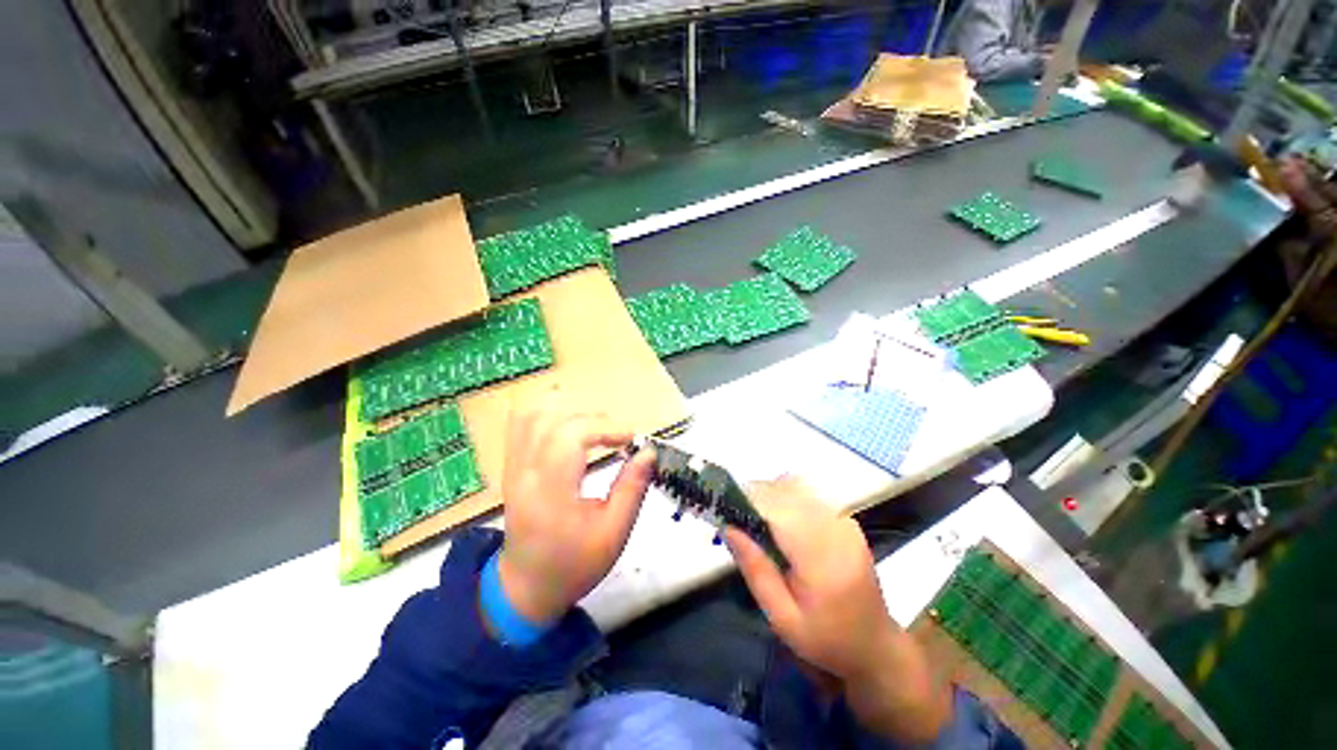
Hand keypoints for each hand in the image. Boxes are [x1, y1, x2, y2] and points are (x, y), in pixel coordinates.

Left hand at [496, 386, 654, 624]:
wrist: (527, 587)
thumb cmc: (574, 565)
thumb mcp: (614, 533)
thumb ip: (632, 488)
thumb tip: (647, 451)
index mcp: (551, 492)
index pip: (571, 436)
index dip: (605, 427)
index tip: (630, 439)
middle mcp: (526, 473)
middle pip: (555, 421)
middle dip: (594, 419)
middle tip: (617, 436)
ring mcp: (514, 467)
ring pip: (533, 416)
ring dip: (569, 411)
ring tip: (595, 425)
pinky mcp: (512, 467)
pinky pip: (521, 425)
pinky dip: (545, 412)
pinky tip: (565, 416)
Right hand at [726, 476, 950, 741]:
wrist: (875, 646)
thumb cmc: (825, 640)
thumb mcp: (782, 618)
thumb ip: (756, 570)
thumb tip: (729, 527)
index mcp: (822, 558)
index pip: (779, 510)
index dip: (749, 501)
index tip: (726, 508)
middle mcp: (837, 530)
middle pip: (786, 491)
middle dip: (756, 495)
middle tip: (736, 517)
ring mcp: (845, 521)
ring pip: (797, 487)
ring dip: (770, 495)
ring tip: (756, 519)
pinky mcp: (846, 520)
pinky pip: (809, 495)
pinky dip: (787, 498)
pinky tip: (779, 521)